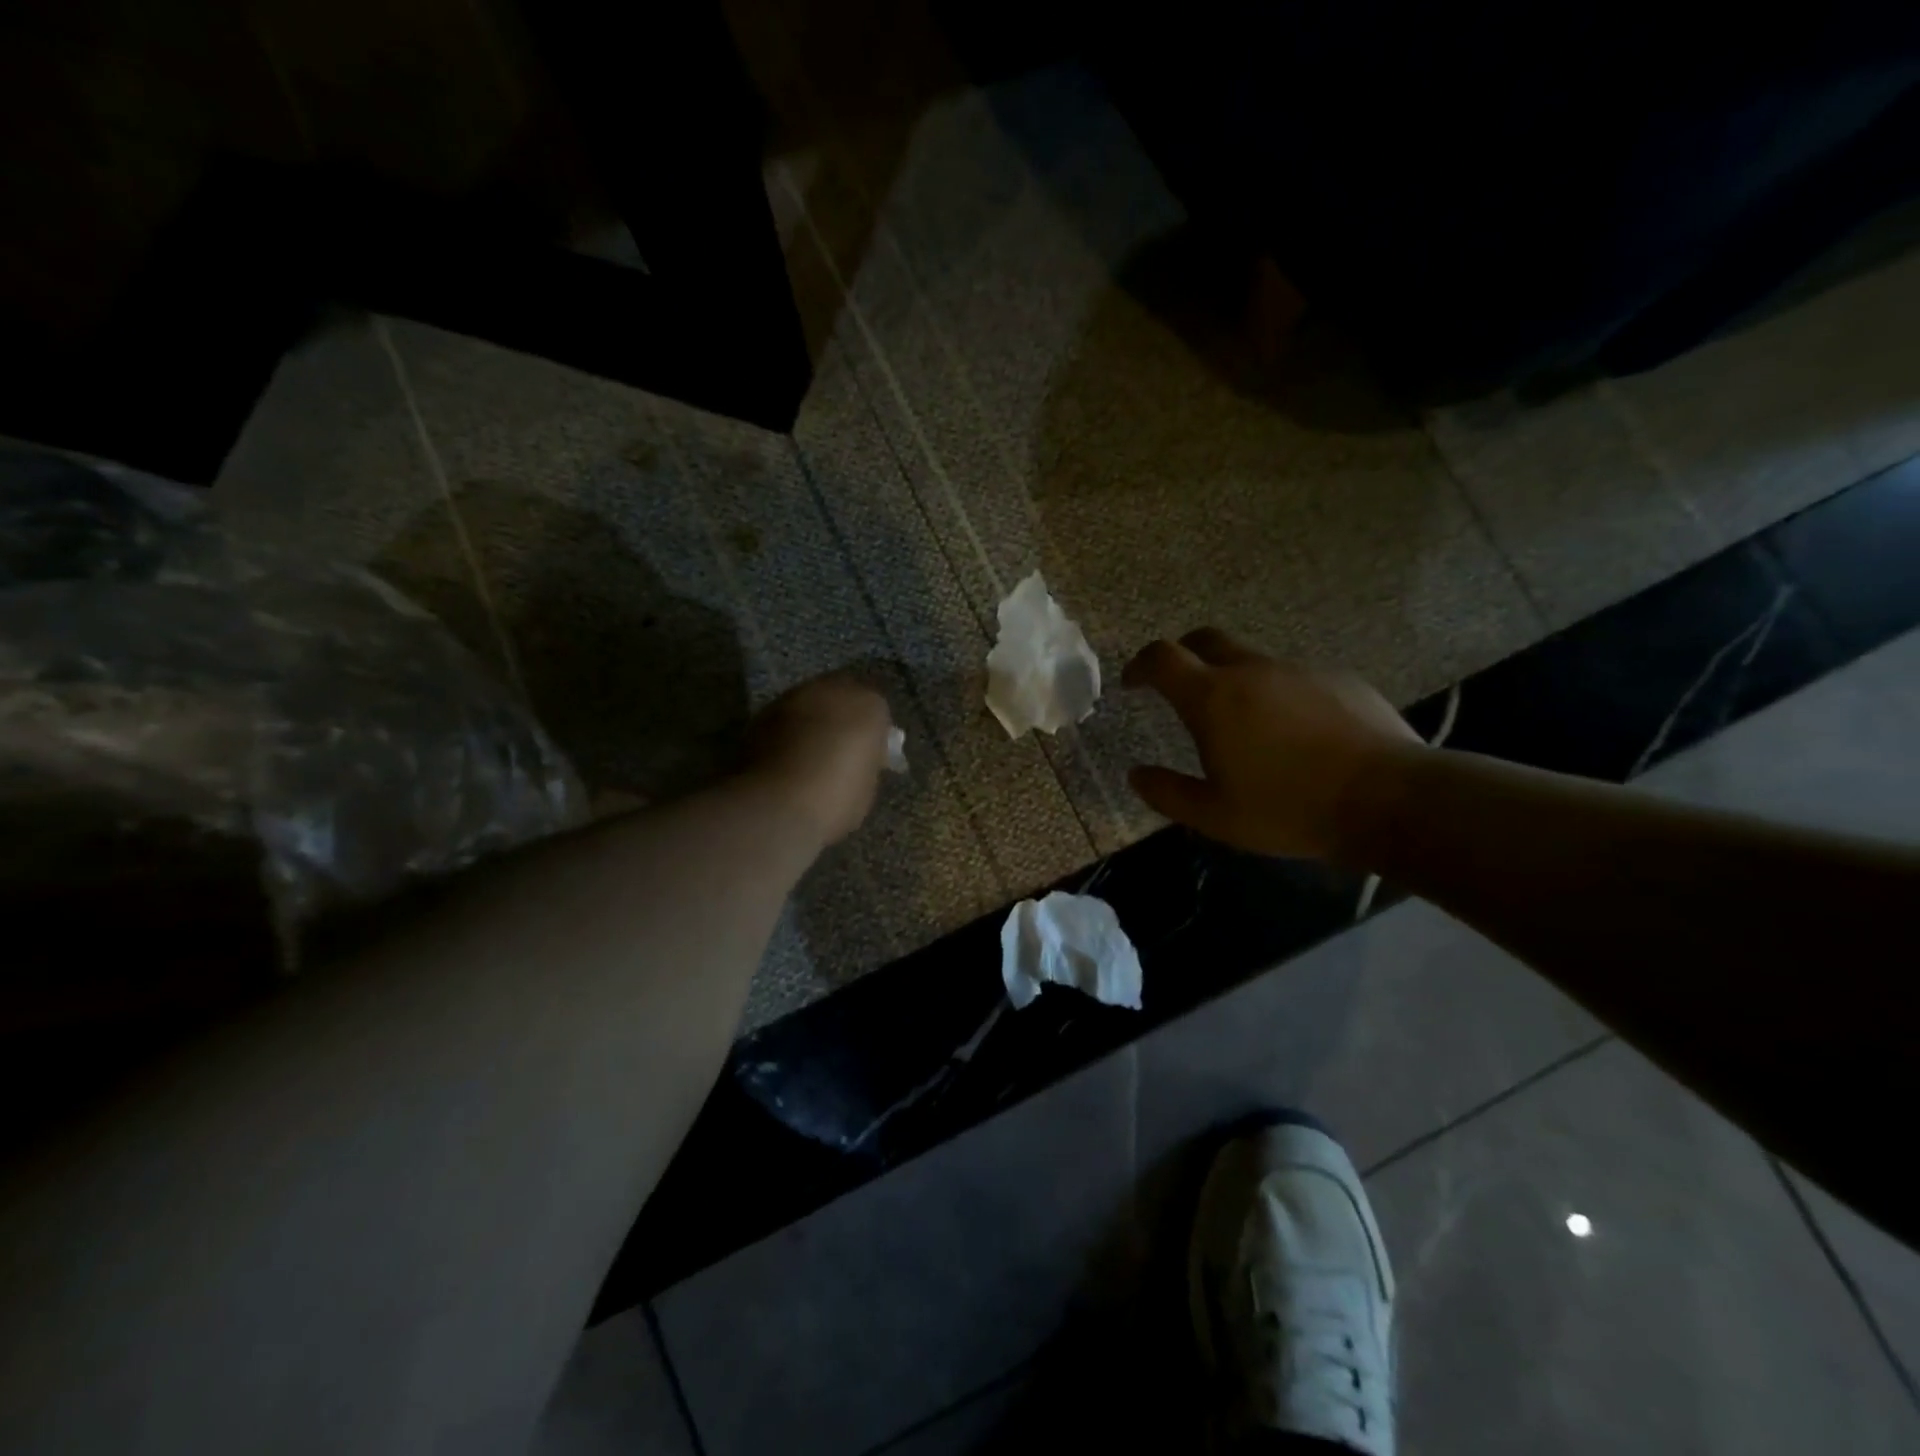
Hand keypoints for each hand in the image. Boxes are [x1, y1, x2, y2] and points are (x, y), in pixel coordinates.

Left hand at [743, 674, 894, 846]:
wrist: (776, 805)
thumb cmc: (835, 798)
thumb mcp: (867, 786)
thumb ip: (868, 761)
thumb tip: (863, 758)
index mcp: (869, 706)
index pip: (878, 709)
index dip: (874, 731)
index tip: (870, 755)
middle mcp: (831, 690)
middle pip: (842, 694)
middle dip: (843, 716)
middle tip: (840, 748)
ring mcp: (793, 697)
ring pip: (811, 702)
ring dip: (813, 720)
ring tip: (810, 754)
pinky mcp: (762, 712)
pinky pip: (785, 717)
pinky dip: (789, 731)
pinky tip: (786, 758)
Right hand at [1122, 629, 1419, 859]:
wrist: (1388, 799)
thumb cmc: (1289, 809)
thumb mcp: (1215, 816)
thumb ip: (1168, 792)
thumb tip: (1136, 774)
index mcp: (1213, 698)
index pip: (1162, 658)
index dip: (1140, 665)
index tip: (1133, 683)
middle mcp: (1252, 671)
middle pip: (1205, 640)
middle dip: (1183, 656)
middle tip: (1179, 687)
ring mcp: (1299, 670)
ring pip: (1252, 660)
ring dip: (1233, 679)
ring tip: (1244, 724)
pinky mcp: (1338, 678)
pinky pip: (1293, 678)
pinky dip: (1277, 694)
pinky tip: (1295, 734)